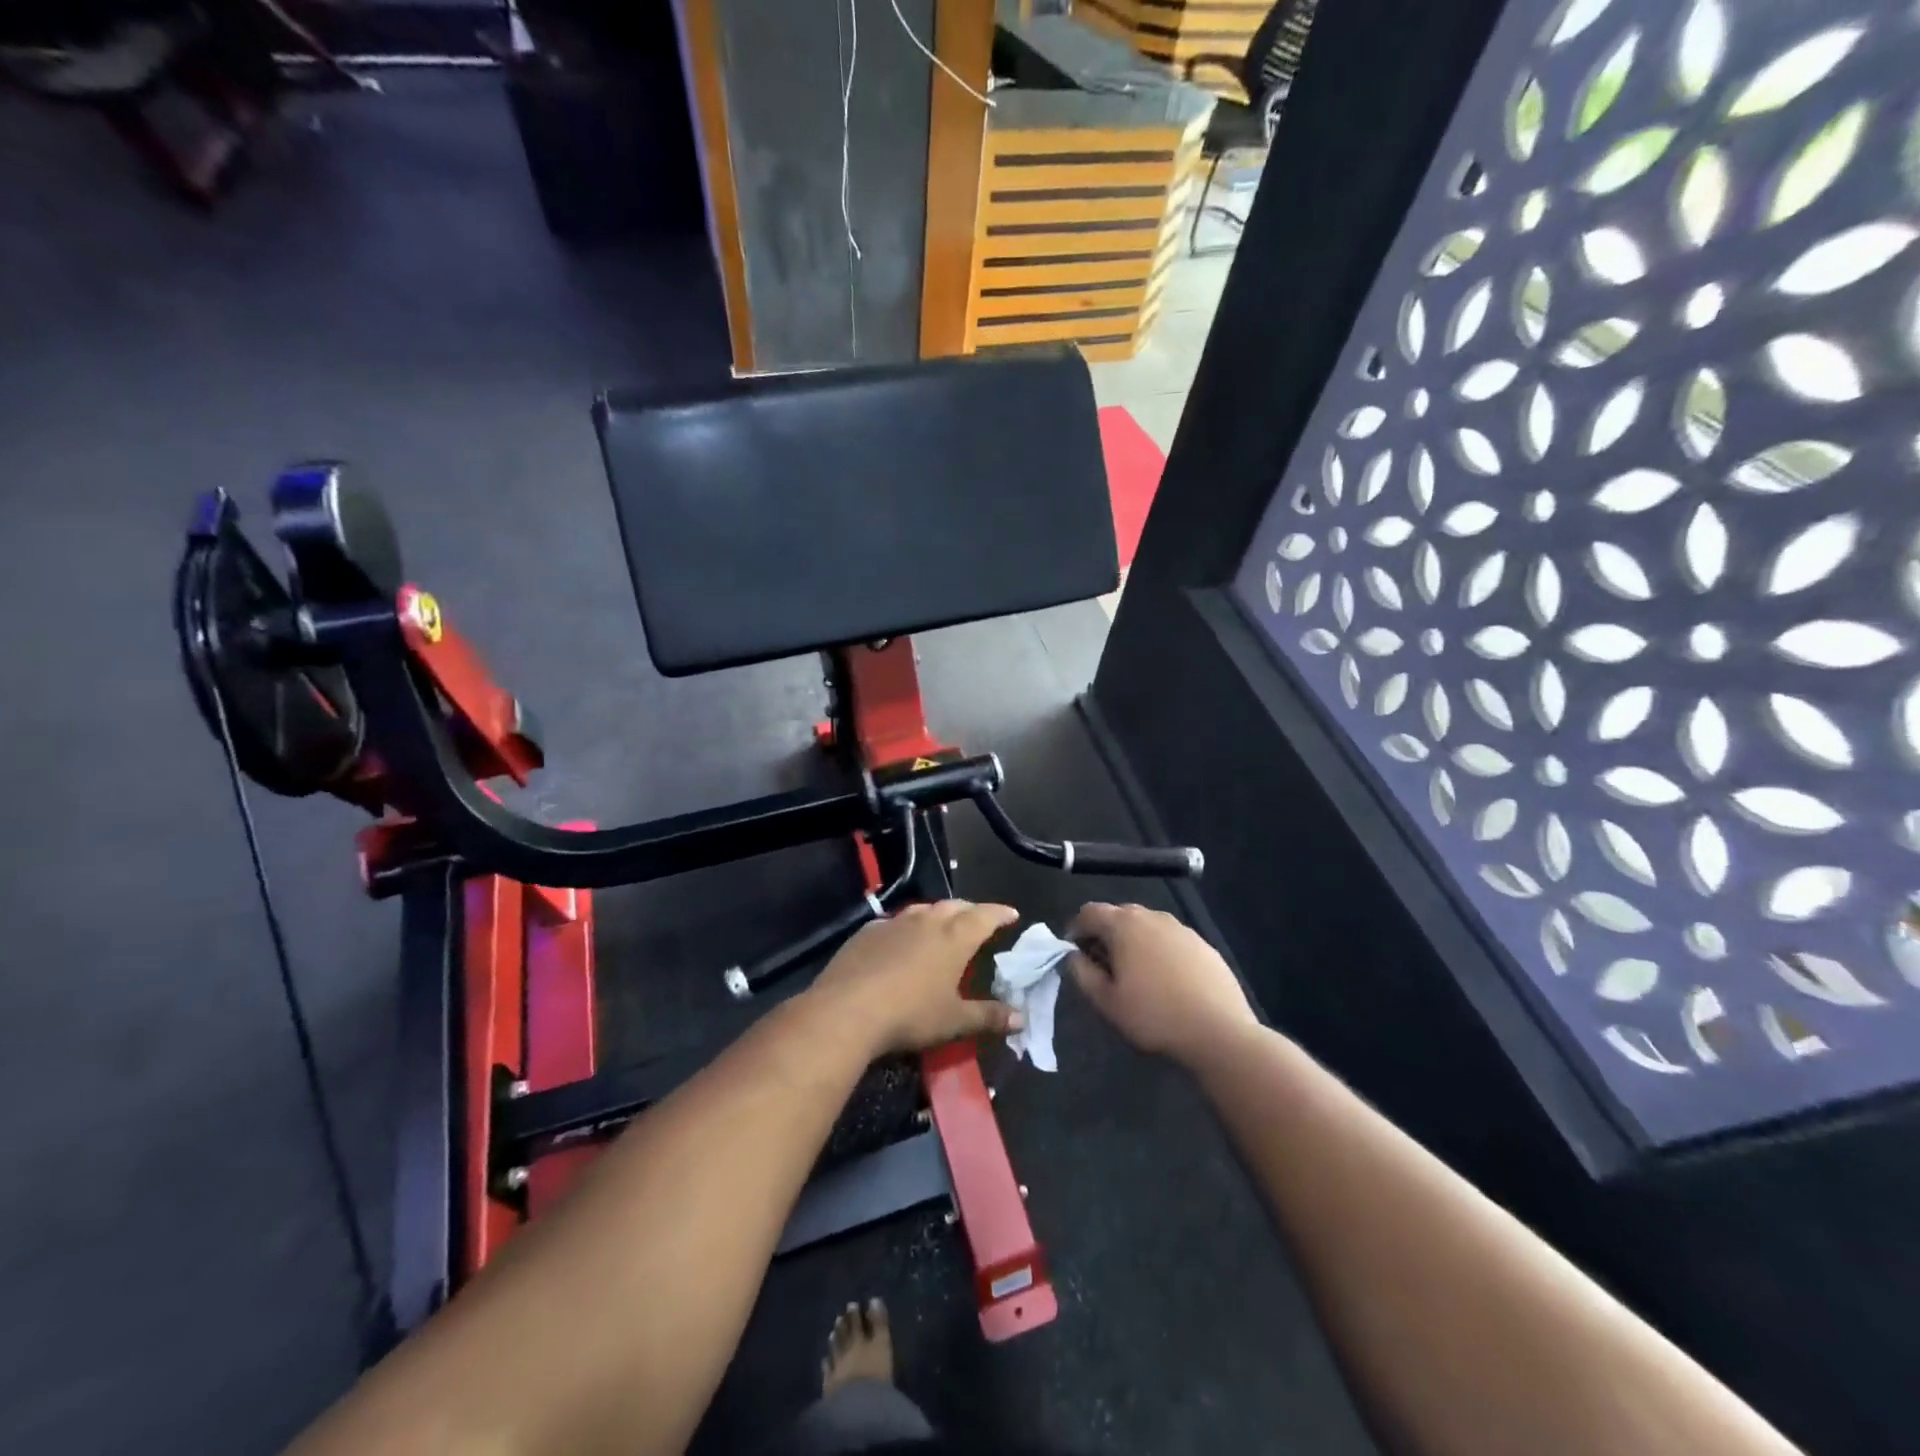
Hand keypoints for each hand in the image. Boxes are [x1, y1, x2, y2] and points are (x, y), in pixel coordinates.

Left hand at [809, 901, 1022, 1057]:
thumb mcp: (954, 1021)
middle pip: (954, 906)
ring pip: (923, 909)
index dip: (1000, 914)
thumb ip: (989, 1017)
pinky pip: (895, 921)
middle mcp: (927, 922)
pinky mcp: (868, 931)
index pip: (985, 916)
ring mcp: (895, 923)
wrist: (848, 1009)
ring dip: (938, 914)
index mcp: (954, 938)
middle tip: (979, 920)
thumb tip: (1020, 1019)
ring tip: (943, 924)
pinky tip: (902, 939)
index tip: (1011, 914)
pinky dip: (907, 926)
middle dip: (971, 910)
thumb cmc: (911, 1015)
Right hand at [1065, 902, 1256, 1067]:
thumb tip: (1074, 955)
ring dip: (1134, 941)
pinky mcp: (1203, 944)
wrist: (1219, 1032)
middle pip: (1119, 914)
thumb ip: (1082, 973)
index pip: (1089, 912)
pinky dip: (1160, 951)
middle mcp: (1152, 916)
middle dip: (1105, 934)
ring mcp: (1181, 928)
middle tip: (1103, 966)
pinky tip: (1166, 981)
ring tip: (1136, 974)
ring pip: (1147, 926)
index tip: (1075, 954)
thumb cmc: (1153, 1016)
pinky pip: (1171, 939)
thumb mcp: (1106, 1002)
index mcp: (1123, 925)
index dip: (1076, 929)